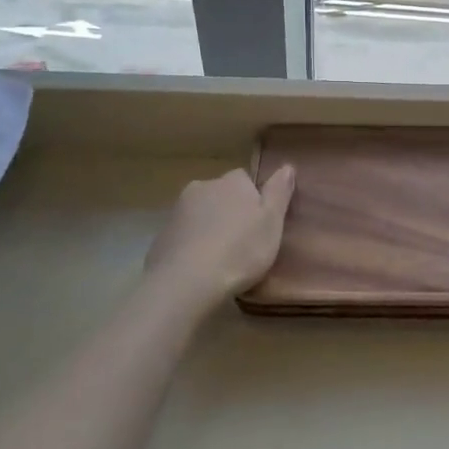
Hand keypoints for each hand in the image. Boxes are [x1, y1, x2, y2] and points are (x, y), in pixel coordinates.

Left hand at [143, 165, 296, 306]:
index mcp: (232, 181)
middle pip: (221, 195)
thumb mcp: (272, 221)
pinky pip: (184, 236)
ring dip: (210, 228)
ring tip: (221, 259)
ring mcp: (178, 211)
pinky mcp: (161, 236)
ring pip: (201, 214)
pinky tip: (199, 268)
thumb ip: (279, 192)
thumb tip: (287, 166)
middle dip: (230, 212)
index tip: (260, 224)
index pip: (245, 180)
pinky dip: (192, 246)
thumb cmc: (240, 250)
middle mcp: (202, 187)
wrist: (186, 282)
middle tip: (243, 242)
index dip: (254, 201)